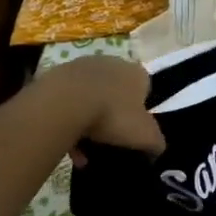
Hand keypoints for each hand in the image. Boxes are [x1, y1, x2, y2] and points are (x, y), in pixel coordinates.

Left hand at [37, 54, 164, 158]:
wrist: (65, 102)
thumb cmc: (113, 115)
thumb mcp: (145, 136)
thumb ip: (156, 143)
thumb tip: (156, 149)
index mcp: (137, 73)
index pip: (144, 90)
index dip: (139, 113)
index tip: (131, 133)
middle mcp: (112, 63)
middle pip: (116, 93)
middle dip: (112, 118)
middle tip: (107, 142)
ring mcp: (83, 66)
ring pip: (90, 99)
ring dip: (88, 123)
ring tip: (83, 152)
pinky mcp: (59, 75)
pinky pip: (68, 102)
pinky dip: (69, 122)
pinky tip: (66, 146)